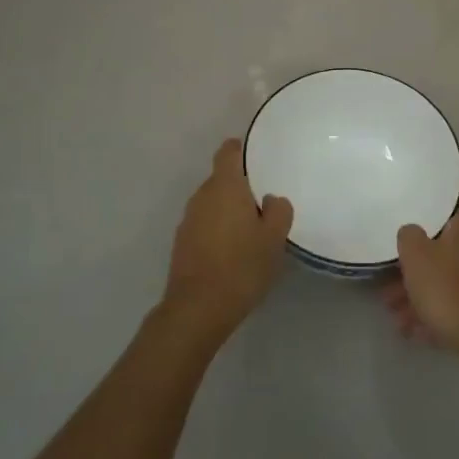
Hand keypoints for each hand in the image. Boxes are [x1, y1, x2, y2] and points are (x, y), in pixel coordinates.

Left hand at [160, 139, 292, 343]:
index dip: (240, 149)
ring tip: (249, 232)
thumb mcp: (274, 238)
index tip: (253, 155)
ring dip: (227, 211)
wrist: (198, 308)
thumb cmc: (242, 266)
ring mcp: (187, 220)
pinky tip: (231, 252)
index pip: (228, 152)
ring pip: (212, 204)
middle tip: (262, 204)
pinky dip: (216, 230)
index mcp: (225, 186)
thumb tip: (270, 199)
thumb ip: (278, 211)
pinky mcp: (181, 243)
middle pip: (221, 180)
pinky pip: (203, 225)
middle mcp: (202, 196)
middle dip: (239, 188)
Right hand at [390, 201, 458, 360]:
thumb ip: (409, 236)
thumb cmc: (448, 289)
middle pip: (448, 252)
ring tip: (398, 318)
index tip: (421, 221)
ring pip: (450, 283)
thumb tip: (412, 232)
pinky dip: (438, 316)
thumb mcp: (416, 256)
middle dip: (419, 269)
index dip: (442, 212)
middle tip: (392, 286)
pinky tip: (416, 332)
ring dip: (423, 297)